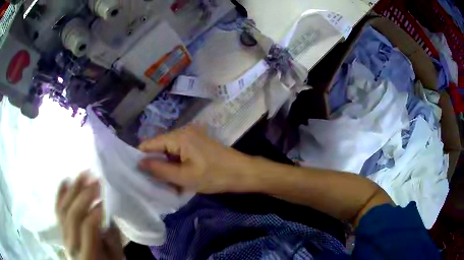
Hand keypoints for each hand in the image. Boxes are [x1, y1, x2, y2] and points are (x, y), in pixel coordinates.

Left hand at [55, 173, 122, 259]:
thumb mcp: (116, 258)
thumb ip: (113, 239)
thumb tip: (108, 214)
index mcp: (88, 255)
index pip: (88, 227)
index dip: (96, 210)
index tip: (107, 198)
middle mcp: (70, 243)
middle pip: (73, 214)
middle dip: (85, 195)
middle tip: (97, 180)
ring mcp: (63, 235)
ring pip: (64, 208)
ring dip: (73, 189)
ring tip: (84, 174)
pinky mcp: (60, 229)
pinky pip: (57, 210)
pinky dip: (60, 194)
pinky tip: (66, 180)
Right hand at [138, 125, 254, 193]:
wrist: (242, 173)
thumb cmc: (215, 175)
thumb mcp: (184, 177)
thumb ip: (160, 169)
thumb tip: (139, 163)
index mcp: (178, 136)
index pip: (149, 143)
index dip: (141, 157)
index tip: (136, 172)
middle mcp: (182, 132)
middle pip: (159, 147)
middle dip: (155, 164)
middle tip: (153, 182)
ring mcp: (191, 137)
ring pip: (168, 152)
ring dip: (167, 167)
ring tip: (167, 183)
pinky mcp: (196, 144)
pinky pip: (178, 154)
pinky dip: (176, 165)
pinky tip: (178, 178)